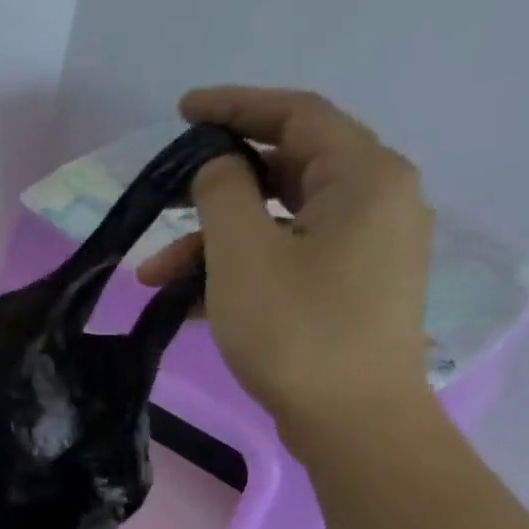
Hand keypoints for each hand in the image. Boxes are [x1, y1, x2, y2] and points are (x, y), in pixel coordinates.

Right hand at [138, 87, 434, 448]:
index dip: (235, 107)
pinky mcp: (348, 290)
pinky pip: (286, 261)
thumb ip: (223, 195)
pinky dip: (238, 272)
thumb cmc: (297, 331)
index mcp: (363, 176)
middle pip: (285, 171)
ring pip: (278, 225)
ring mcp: (364, 249)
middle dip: (213, 193)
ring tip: (154, 280)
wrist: (353, 422)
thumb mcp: (243, 256)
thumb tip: (218, 168)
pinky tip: (187, 304)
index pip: (296, 114)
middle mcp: (375, 201)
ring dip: (214, 245)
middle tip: (162, 201)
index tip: (183, 111)